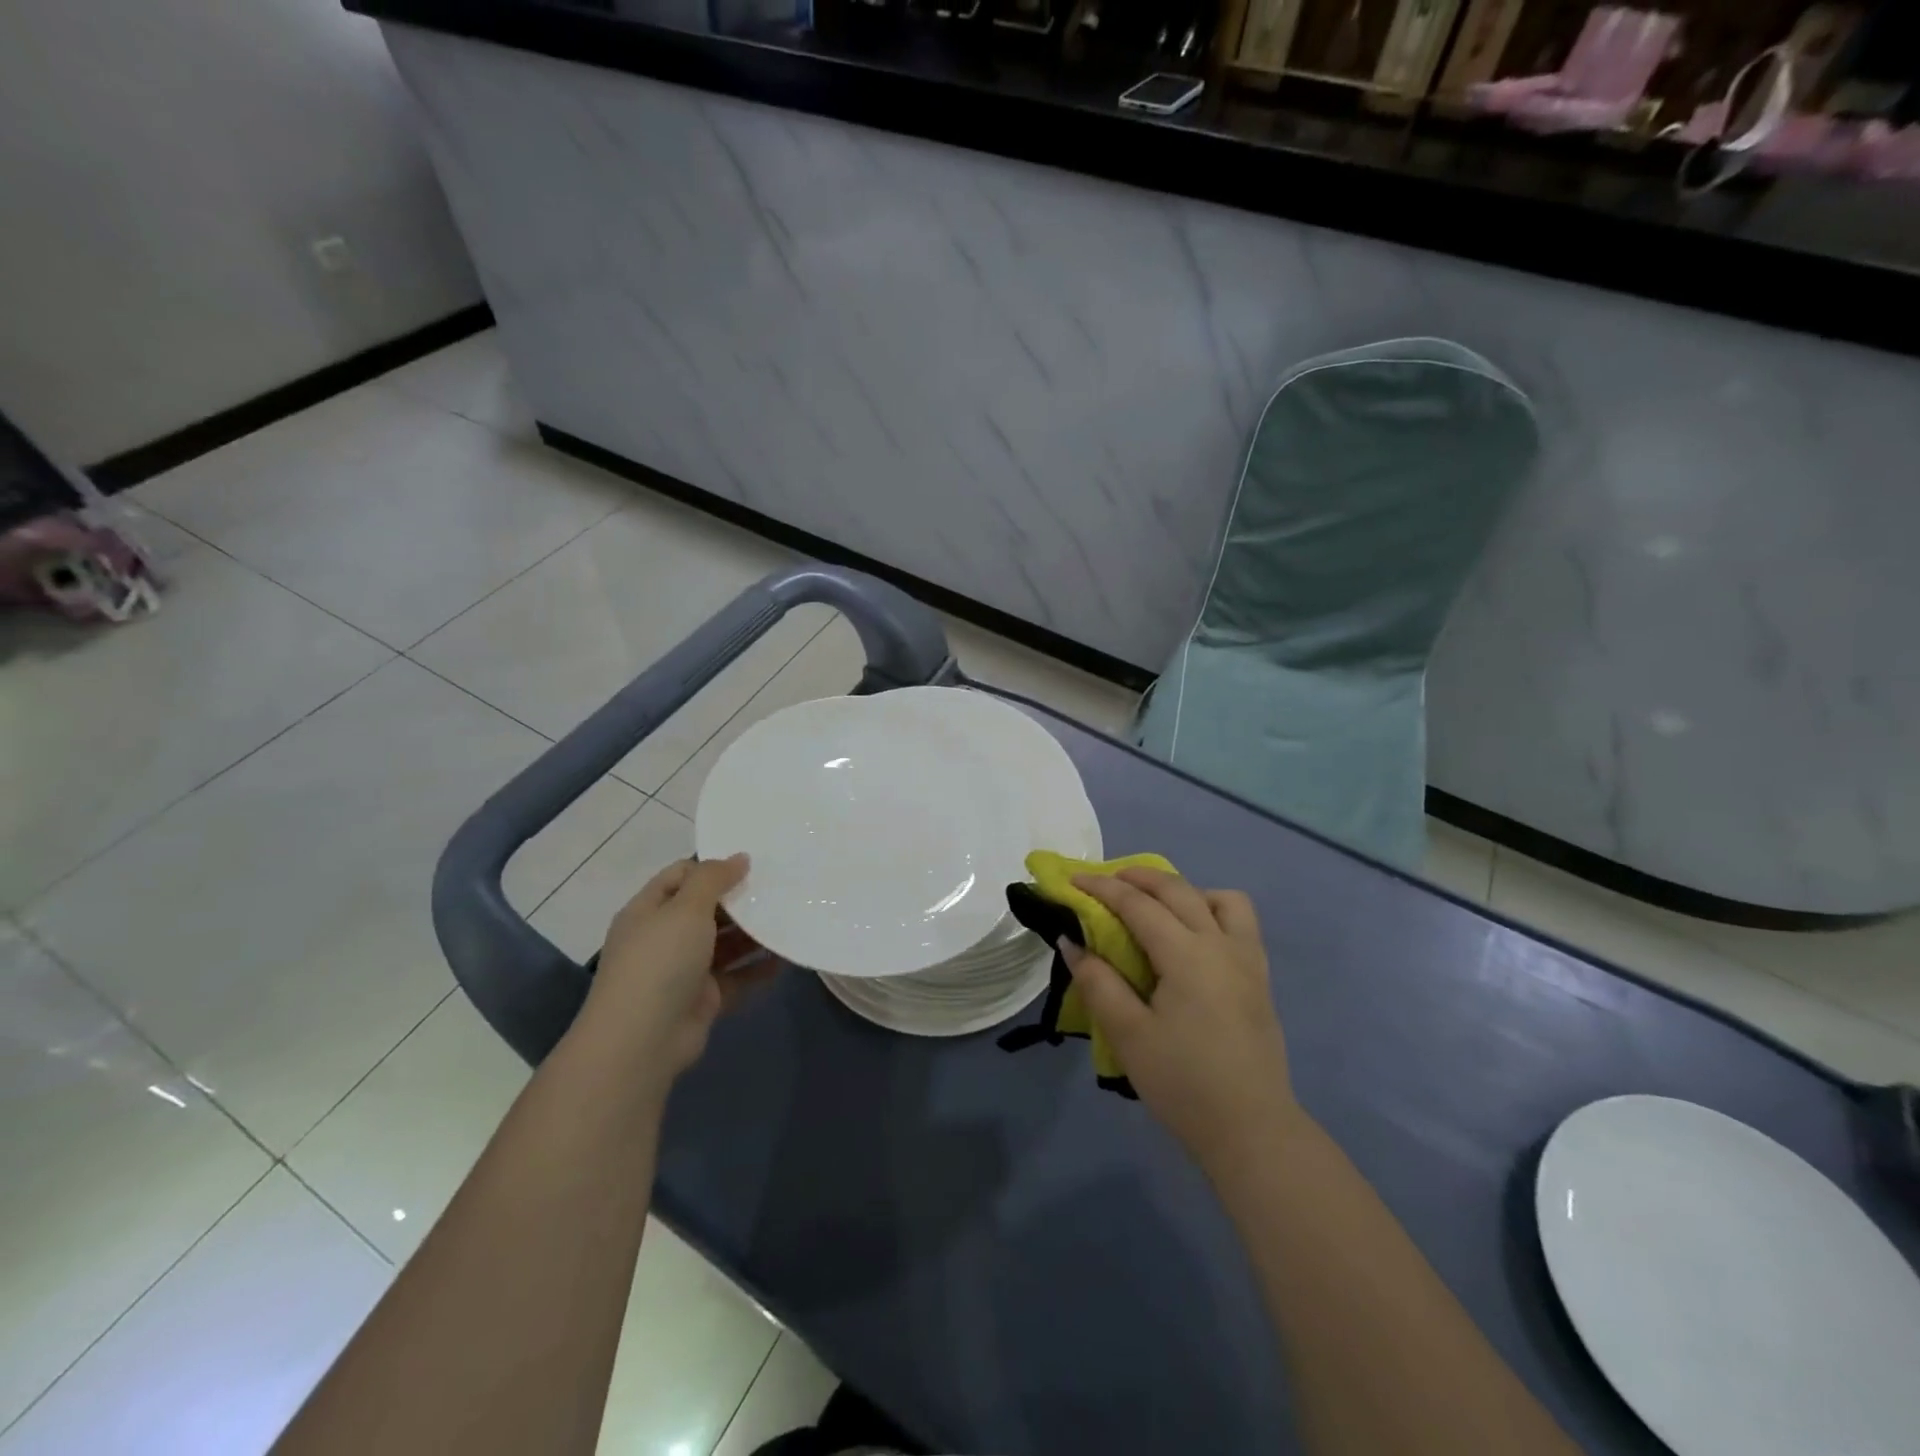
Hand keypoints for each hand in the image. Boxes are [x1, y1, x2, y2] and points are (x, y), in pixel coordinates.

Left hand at [575, 855, 776, 1092]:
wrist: (642, 1041)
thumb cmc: (660, 961)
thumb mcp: (686, 908)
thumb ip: (713, 879)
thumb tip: (739, 858)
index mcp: (649, 911)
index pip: (681, 876)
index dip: (713, 867)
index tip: (752, 864)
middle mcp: (664, 937)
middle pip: (707, 909)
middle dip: (740, 900)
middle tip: (780, 887)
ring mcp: (684, 970)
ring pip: (725, 944)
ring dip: (754, 933)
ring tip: (791, 916)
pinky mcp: (704, 999)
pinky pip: (737, 977)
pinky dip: (759, 967)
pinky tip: (787, 956)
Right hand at [1064, 869, 1297, 1172]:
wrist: (1252, 1130)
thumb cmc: (1183, 1083)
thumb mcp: (1128, 1034)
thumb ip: (1097, 982)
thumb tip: (1072, 941)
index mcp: (1187, 954)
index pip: (1138, 904)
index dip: (1102, 887)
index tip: (1072, 878)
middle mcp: (1221, 944)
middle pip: (1178, 889)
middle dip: (1138, 877)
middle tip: (1106, 881)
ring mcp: (1248, 960)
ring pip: (1221, 898)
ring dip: (1185, 891)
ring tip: (1159, 908)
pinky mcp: (1260, 979)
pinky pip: (1240, 923)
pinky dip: (1212, 911)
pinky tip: (1194, 939)